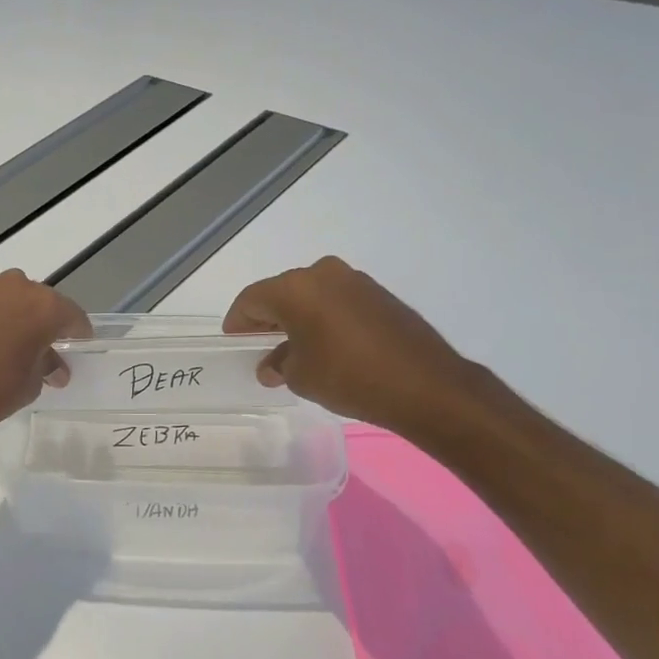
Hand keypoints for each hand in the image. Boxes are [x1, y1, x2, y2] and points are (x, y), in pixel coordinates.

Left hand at [0, 270, 91, 438]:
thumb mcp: (30, 384)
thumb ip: (46, 366)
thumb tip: (54, 368)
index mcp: (43, 306)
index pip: (72, 315)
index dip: (77, 332)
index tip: (78, 344)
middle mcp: (14, 287)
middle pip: (37, 300)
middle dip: (41, 320)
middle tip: (38, 346)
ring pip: (5, 297)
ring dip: (9, 314)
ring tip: (2, 342)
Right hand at [223, 256, 476, 434]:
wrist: (425, 385)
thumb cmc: (347, 377)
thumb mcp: (300, 376)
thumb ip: (279, 364)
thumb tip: (273, 364)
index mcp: (295, 288)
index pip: (251, 299)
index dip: (238, 322)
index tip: (234, 342)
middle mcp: (322, 273)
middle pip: (281, 293)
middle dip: (267, 319)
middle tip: (259, 346)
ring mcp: (355, 281)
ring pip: (310, 295)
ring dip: (297, 318)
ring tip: (293, 349)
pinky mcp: (379, 294)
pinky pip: (337, 301)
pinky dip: (323, 318)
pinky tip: (325, 345)